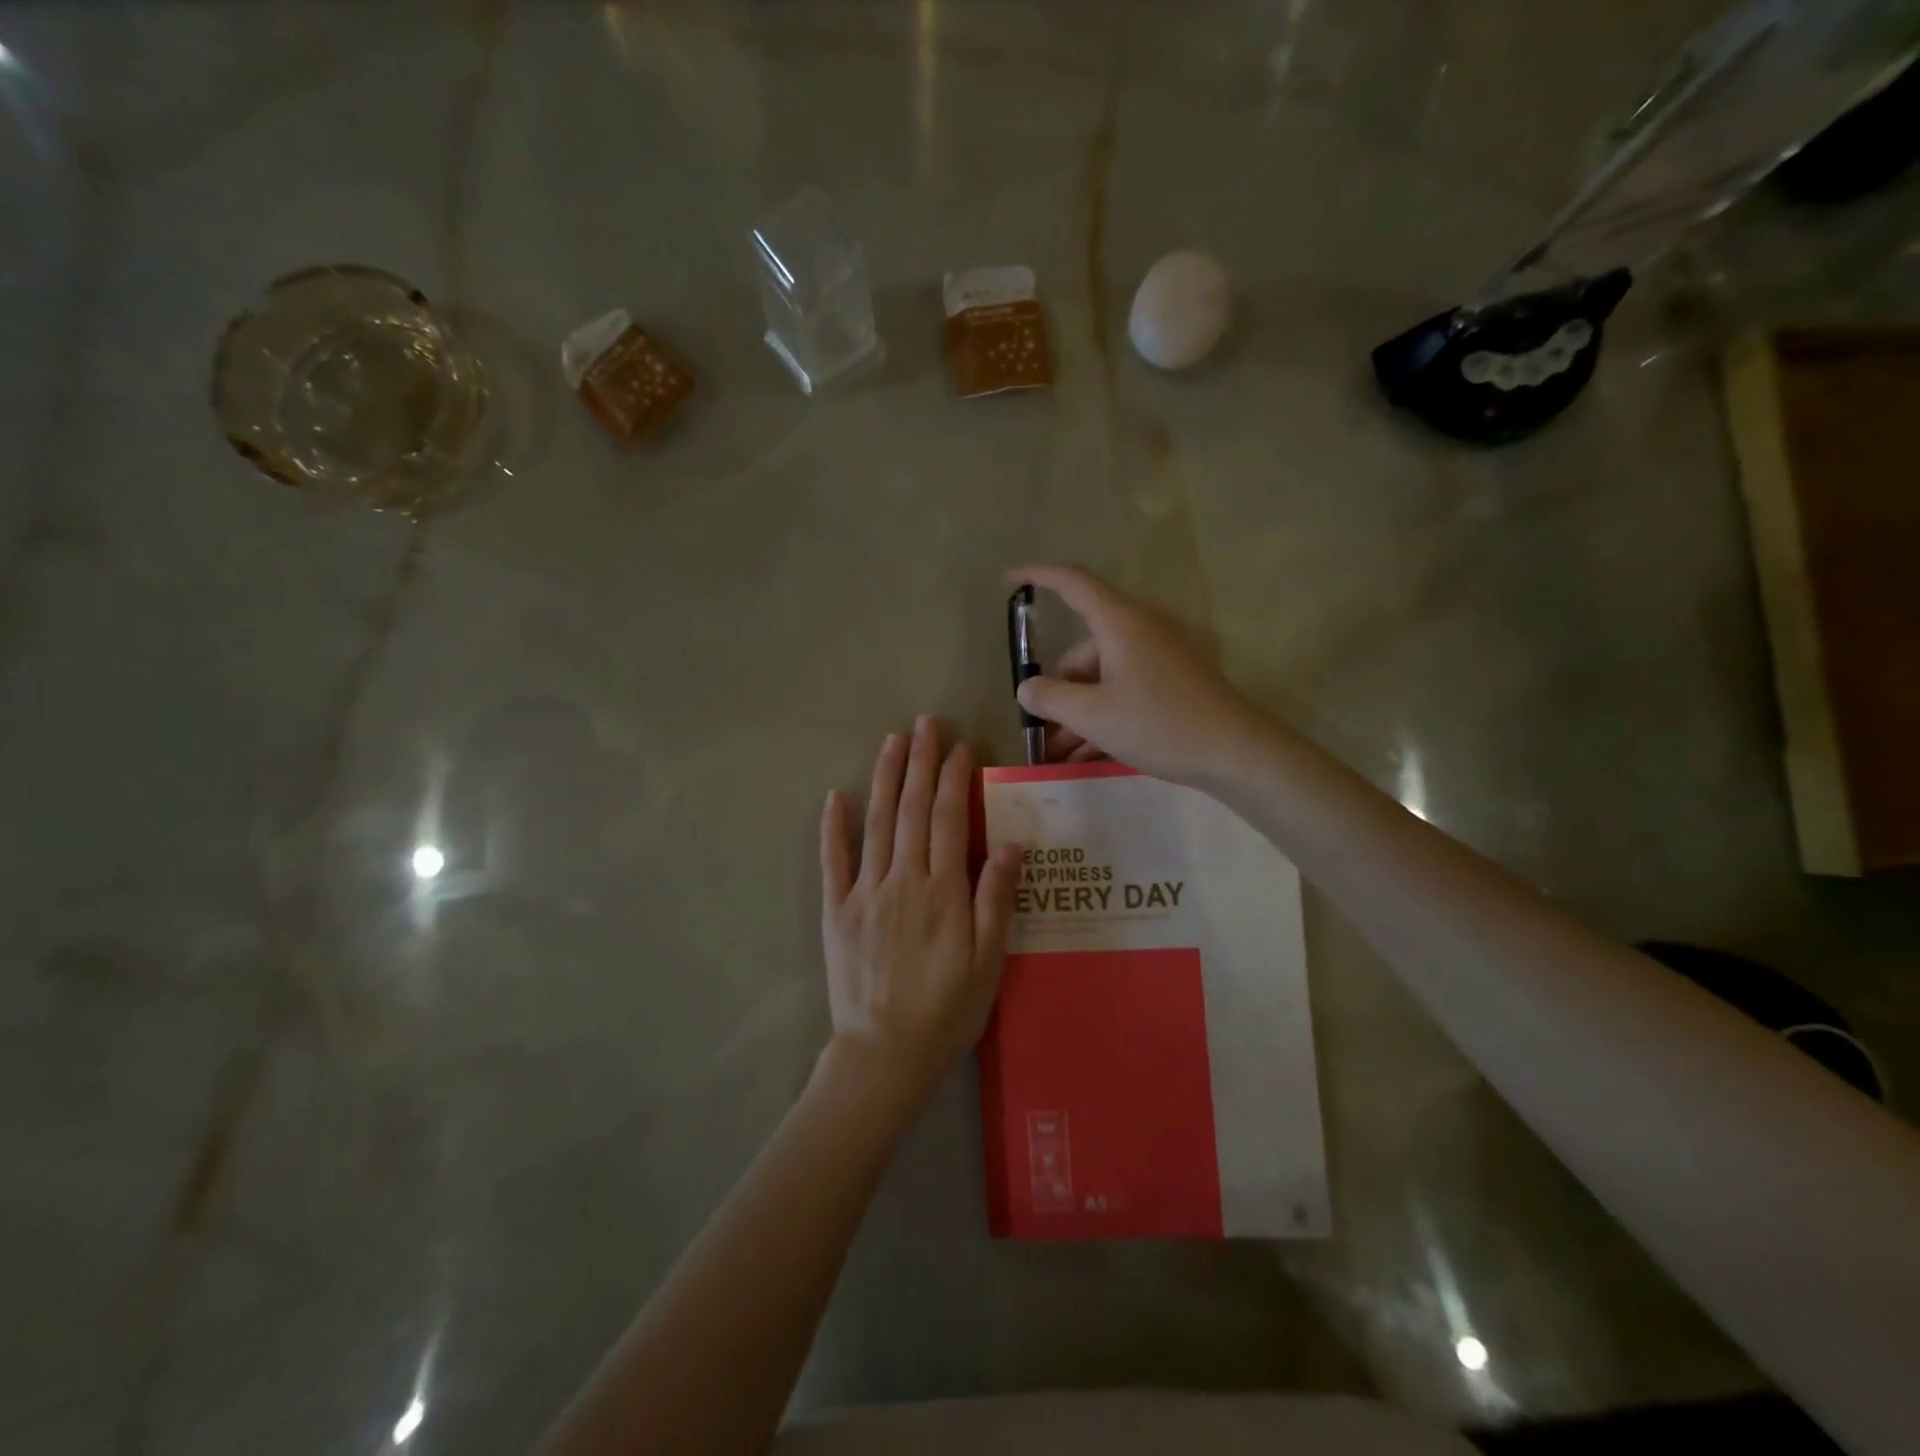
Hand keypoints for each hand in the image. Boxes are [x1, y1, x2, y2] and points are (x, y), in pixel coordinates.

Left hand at [819, 717, 1021, 1108]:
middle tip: (925, 723)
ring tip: (892, 741)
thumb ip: (995, 900)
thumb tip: (1008, 844)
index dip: (953, 779)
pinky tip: (834, 796)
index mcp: (942, 891)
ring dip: (884, 779)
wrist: (885, 1053)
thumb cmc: (947, 1009)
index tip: (959, 746)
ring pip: (875, 824)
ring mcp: (864, 893)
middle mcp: (902, 880)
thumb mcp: (989, 962)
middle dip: (920, 762)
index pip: (947, 820)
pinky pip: (832, 862)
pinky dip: (833, 827)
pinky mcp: (836, 911)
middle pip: (911, 810)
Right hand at [1009, 563, 1270, 788]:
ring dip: (1077, 713)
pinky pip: (1125, 694)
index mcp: (1121, 624)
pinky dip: (1103, 718)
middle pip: (1084, 651)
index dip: (1038, 576)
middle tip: (1038, 730)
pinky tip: (1085, 756)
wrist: (1236, 753)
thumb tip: (1028, 688)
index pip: (1073, 584)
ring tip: (1056, 756)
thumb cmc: (1159, 724)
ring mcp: (1160, 660)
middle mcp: (1141, 633)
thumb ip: (1051, 698)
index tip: (1009, 581)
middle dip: (1057, 689)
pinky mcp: (1173, 686)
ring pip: (1103, 679)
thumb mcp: (1093, 714)